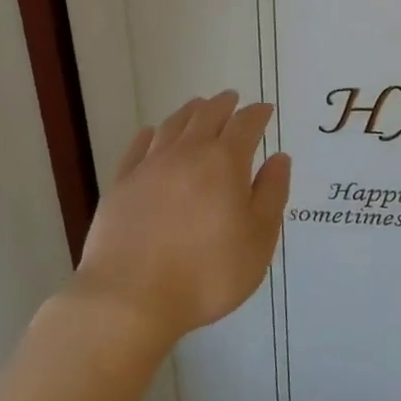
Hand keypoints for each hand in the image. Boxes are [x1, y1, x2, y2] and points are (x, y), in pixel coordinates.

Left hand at [70, 92, 291, 351]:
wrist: (128, 300)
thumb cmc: (206, 273)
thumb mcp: (258, 240)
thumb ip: (271, 194)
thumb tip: (279, 158)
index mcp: (225, 162)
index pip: (245, 124)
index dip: (257, 114)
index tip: (265, 110)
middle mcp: (188, 152)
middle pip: (207, 114)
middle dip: (224, 104)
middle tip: (232, 100)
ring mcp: (150, 166)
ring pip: (173, 124)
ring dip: (190, 111)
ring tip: (198, 107)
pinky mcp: (121, 184)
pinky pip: (138, 147)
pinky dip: (151, 134)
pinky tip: (152, 133)